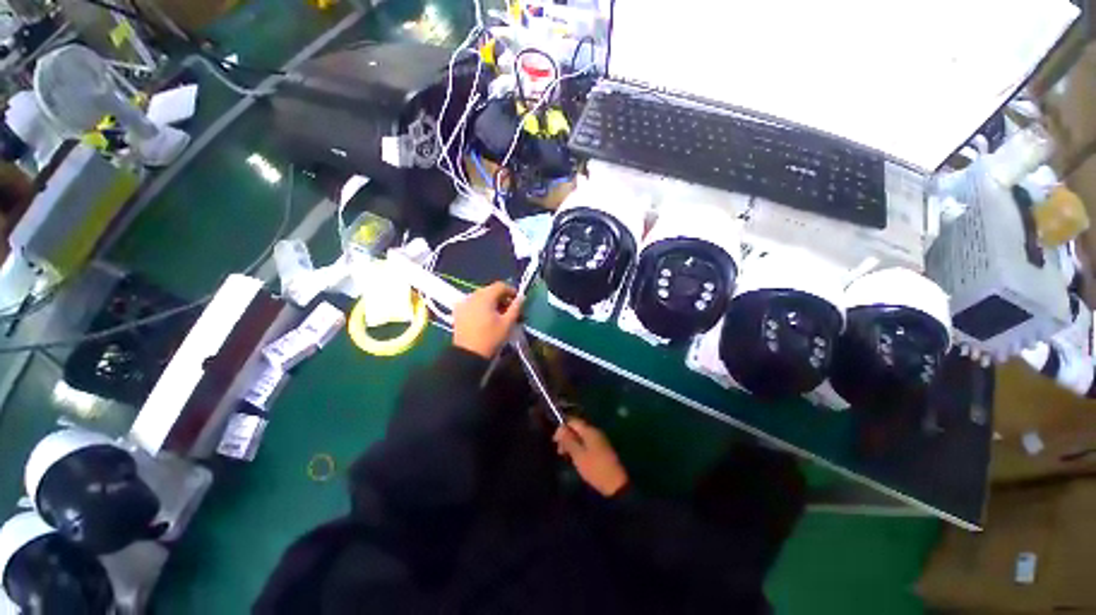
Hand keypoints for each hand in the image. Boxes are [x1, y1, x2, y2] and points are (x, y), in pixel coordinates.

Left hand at [453, 282, 522, 358]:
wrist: (469, 355)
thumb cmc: (491, 338)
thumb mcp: (508, 323)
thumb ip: (516, 307)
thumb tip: (521, 297)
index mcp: (485, 296)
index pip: (500, 286)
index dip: (511, 291)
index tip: (518, 301)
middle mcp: (472, 296)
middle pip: (490, 290)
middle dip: (501, 298)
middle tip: (510, 310)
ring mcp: (463, 303)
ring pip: (481, 297)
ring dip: (491, 302)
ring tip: (498, 315)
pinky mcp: (458, 312)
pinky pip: (472, 304)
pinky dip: (481, 307)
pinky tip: (485, 317)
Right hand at [554, 418, 628, 497]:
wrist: (616, 484)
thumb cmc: (594, 468)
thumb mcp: (578, 454)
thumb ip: (568, 440)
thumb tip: (560, 428)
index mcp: (589, 430)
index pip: (573, 421)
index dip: (562, 428)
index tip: (555, 441)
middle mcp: (595, 431)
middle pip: (577, 428)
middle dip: (567, 437)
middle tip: (560, 451)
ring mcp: (600, 440)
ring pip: (581, 436)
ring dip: (572, 444)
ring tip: (566, 456)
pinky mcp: (602, 449)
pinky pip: (587, 443)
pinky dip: (579, 448)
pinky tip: (576, 459)